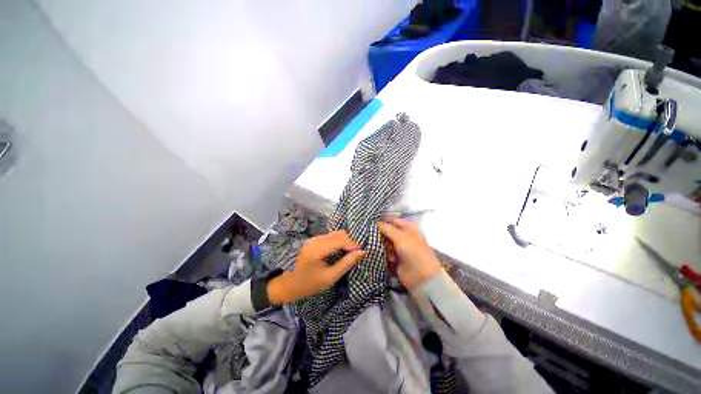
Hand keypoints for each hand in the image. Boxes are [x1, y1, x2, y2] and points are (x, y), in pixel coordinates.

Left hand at [267, 230, 364, 304]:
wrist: (291, 284)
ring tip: (349, 253)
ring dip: (345, 241)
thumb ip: (346, 263)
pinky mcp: (314, 239)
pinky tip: (340, 251)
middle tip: (355, 254)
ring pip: (336, 233)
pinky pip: (331, 236)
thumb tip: (361, 252)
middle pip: (339, 234)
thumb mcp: (330, 277)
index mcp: (317, 250)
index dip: (352, 245)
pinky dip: (339, 241)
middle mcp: (316, 240)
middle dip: (350, 243)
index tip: (361, 253)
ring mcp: (314, 238)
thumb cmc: (310, 284)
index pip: (340, 240)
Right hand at [378, 217, 441, 290]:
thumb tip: (376, 223)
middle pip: (388, 231)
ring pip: (386, 242)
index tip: (371, 224)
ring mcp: (400, 247)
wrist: (422, 277)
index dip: (383, 222)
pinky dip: (387, 254)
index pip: (392, 220)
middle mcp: (404, 236)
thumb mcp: (400, 238)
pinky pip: (387, 252)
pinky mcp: (396, 257)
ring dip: (384, 246)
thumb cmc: (413, 253)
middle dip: (382, 235)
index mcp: (408, 228)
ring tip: (389, 252)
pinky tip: (391, 259)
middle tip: (377, 239)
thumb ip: (387, 229)